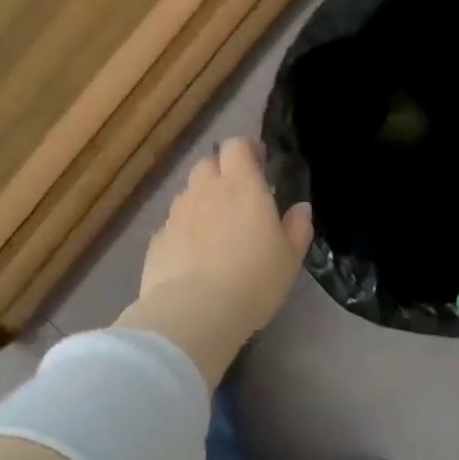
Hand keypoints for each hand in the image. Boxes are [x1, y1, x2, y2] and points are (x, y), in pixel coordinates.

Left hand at [119, 137, 312, 385]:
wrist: (194, 313)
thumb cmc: (253, 280)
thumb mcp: (289, 258)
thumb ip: (297, 227)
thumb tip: (300, 208)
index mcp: (241, 185)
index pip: (237, 146)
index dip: (246, 150)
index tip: (259, 163)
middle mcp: (205, 190)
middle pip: (208, 164)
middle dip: (222, 171)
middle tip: (238, 196)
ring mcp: (177, 213)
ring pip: (189, 193)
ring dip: (202, 201)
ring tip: (215, 229)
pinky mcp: (158, 239)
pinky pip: (174, 224)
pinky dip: (185, 230)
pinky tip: (194, 255)